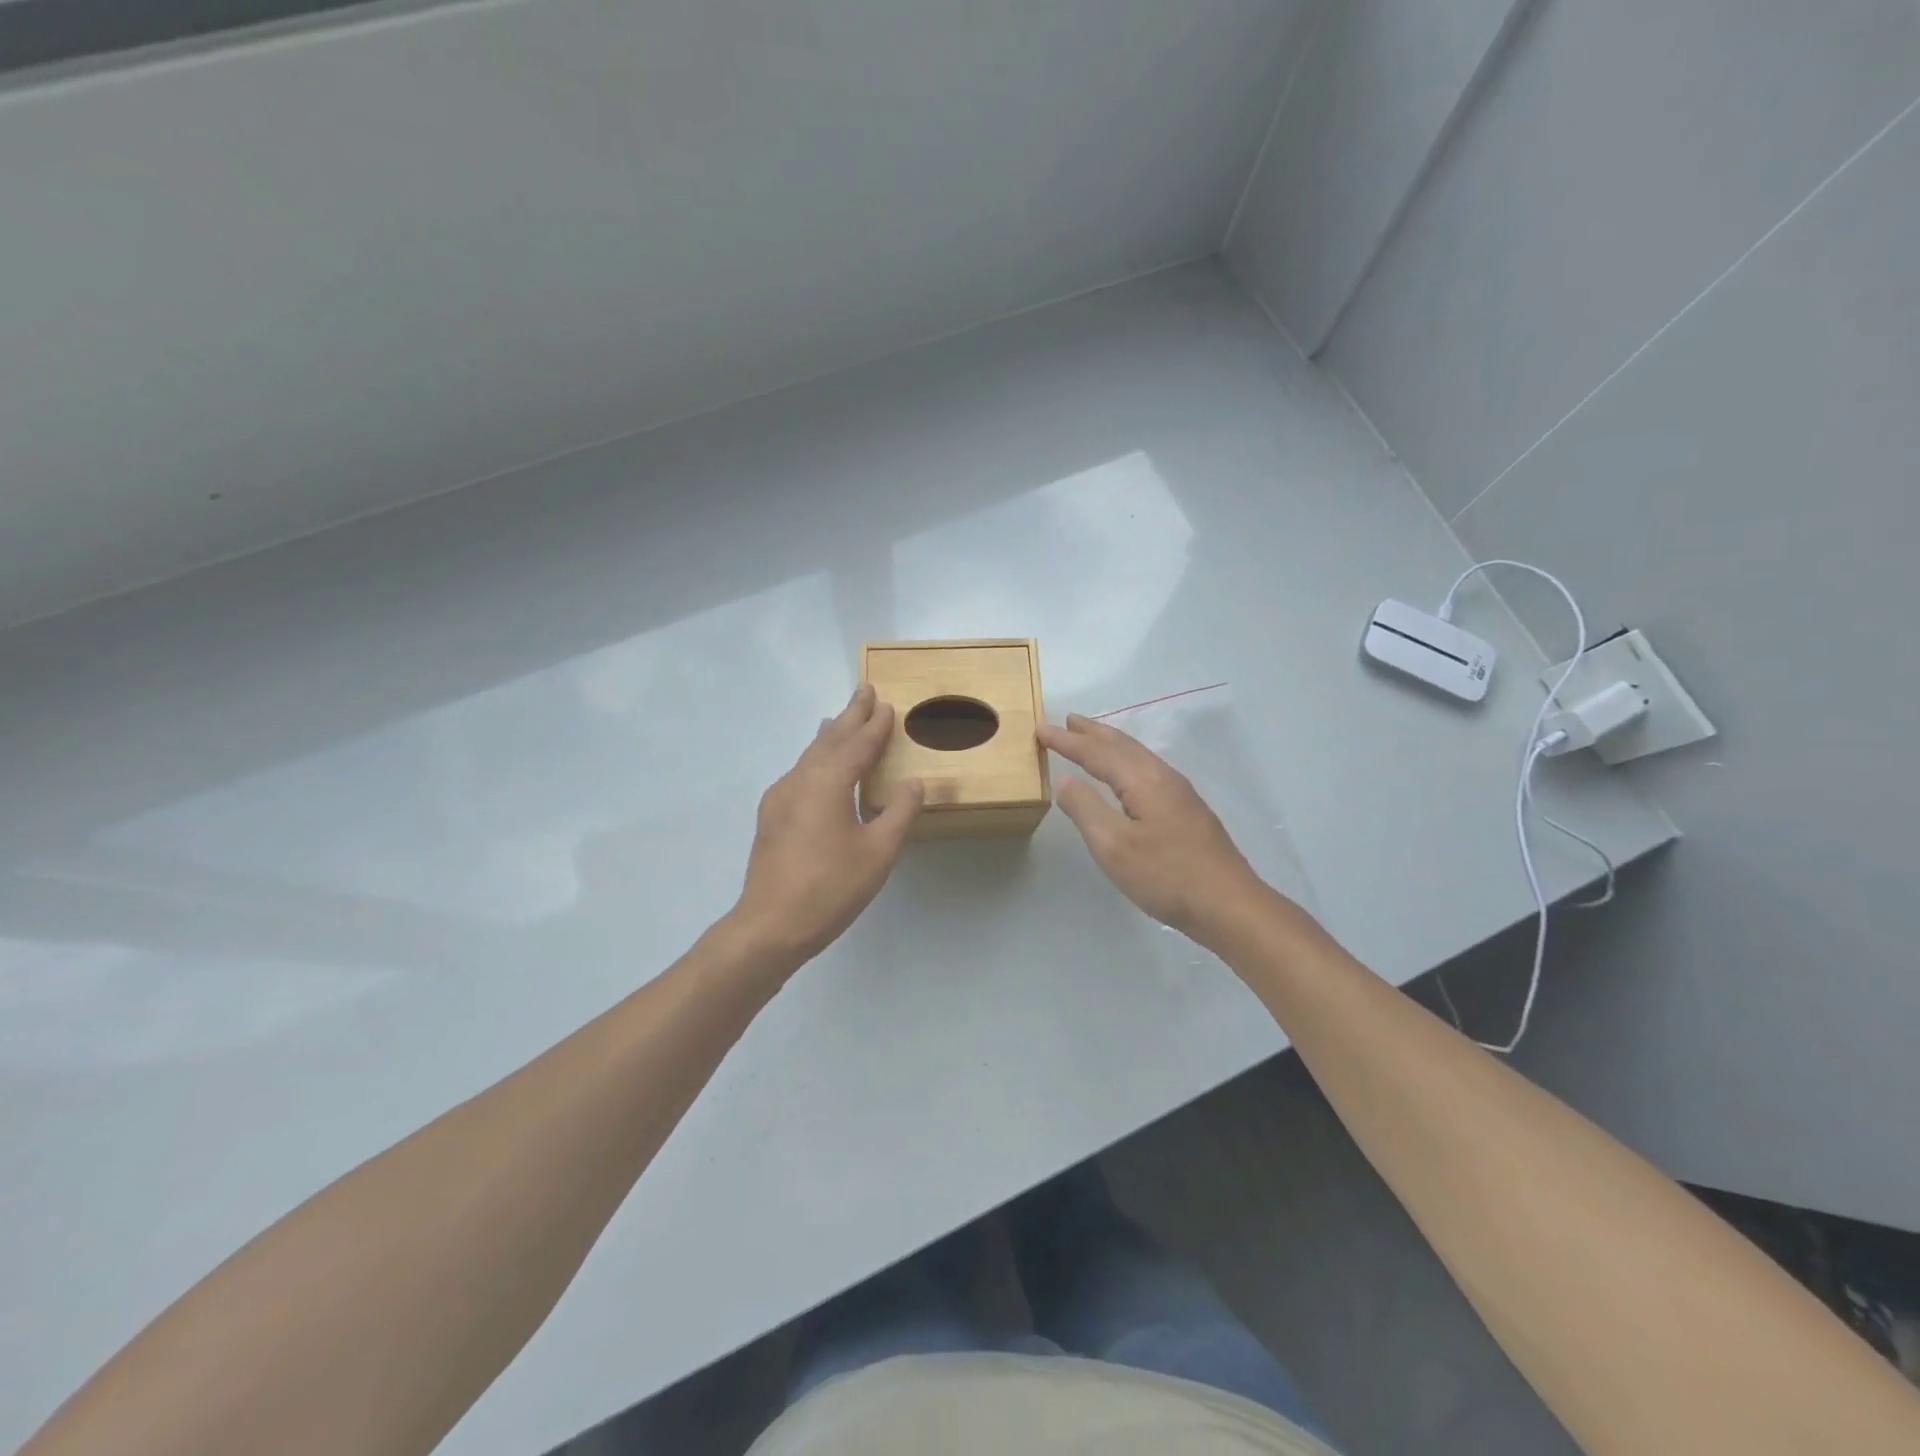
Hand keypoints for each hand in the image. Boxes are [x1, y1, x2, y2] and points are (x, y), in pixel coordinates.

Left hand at [731, 684, 922, 968]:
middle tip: (864, 691)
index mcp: (827, 783)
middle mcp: (799, 781)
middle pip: (828, 740)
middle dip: (849, 716)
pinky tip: (817, 769)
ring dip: (830, 736)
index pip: (857, 745)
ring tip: (840, 720)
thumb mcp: (878, 852)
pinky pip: (799, 773)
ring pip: (809, 756)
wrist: (770, 926)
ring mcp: (779, 799)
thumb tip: (914, 783)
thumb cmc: (830, 888)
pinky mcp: (771, 818)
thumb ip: (898, 812)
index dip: (874, 725)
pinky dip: (816, 759)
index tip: (887, 704)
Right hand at [1038, 713, 1269, 939]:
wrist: (1228, 904)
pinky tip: (1125, 774)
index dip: (1067, 741)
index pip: (1096, 752)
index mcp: (1142, 780)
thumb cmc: (1166, 875)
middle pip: (1121, 745)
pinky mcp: (1187, 810)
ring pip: (1137, 756)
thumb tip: (1065, 779)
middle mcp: (1162, 776)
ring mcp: (1179, 793)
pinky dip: (1125, 760)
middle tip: (1068, 720)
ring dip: (1110, 744)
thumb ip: (1085, 808)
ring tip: (1091, 738)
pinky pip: (1146, 769)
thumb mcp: (1113, 845)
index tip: (1040, 729)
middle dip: (1092, 732)